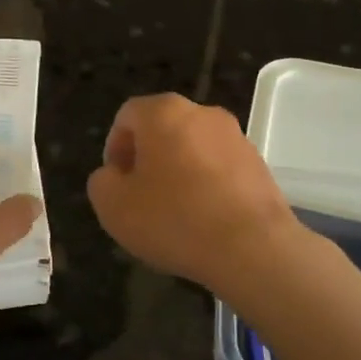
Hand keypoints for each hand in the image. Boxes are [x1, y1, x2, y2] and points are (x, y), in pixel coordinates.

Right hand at [87, 93, 304, 294]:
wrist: (253, 247)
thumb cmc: (174, 219)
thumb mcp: (112, 206)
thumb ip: (102, 181)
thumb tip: (115, 175)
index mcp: (163, 112)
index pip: (127, 116)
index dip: (114, 148)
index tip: (117, 183)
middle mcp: (201, 112)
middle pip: (162, 128)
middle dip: (147, 158)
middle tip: (141, 197)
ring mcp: (235, 136)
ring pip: (193, 147)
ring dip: (179, 171)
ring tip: (175, 213)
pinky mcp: (258, 162)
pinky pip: (220, 167)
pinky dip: (207, 184)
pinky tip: (205, 219)